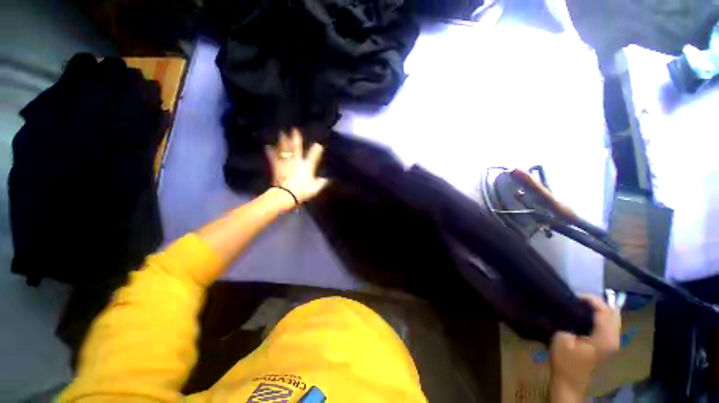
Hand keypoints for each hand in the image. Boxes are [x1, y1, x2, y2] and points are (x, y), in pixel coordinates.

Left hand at [265, 128, 328, 203]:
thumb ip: (321, 182)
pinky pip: (274, 158)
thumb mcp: (315, 188)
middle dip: (296, 139)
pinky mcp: (277, 168)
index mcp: (307, 166)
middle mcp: (296, 162)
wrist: (286, 194)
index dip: (316, 150)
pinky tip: (268, 146)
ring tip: (281, 132)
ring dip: (283, 141)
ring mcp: (286, 163)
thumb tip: (327, 179)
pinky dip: (271, 152)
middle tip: (294, 129)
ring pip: (285, 150)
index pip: (313, 155)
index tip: (318, 144)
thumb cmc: (302, 191)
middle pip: (296, 148)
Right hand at [550, 295, 620, 398]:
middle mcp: (615, 338)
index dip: (591, 300)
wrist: (569, 381)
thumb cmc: (564, 360)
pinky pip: (610, 323)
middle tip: (579, 298)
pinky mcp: (609, 344)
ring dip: (600, 308)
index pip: (605, 311)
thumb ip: (571, 320)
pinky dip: (601, 316)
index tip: (574, 295)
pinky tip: (587, 314)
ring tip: (582, 304)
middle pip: (613, 312)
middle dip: (598, 302)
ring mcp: (613, 342)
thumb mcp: (562, 337)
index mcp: (605, 338)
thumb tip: (574, 307)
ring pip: (613, 317)